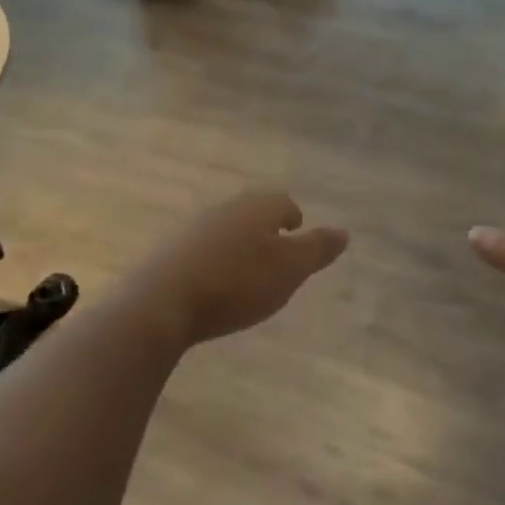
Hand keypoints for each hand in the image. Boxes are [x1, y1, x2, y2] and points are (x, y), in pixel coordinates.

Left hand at [126, 189, 347, 346]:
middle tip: (276, 253)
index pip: (283, 202)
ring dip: (239, 244)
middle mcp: (226, 207)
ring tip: (247, 271)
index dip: (293, 218)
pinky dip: (214, 259)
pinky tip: (214, 283)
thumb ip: (317, 249)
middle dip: (266, 228)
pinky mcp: (169, 250)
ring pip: (226, 228)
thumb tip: (343, 232)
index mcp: (257, 207)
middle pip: (253, 211)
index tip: (297, 232)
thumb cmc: (236, 283)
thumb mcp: (289, 270)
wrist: (161, 302)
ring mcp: (193, 227)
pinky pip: (202, 248)